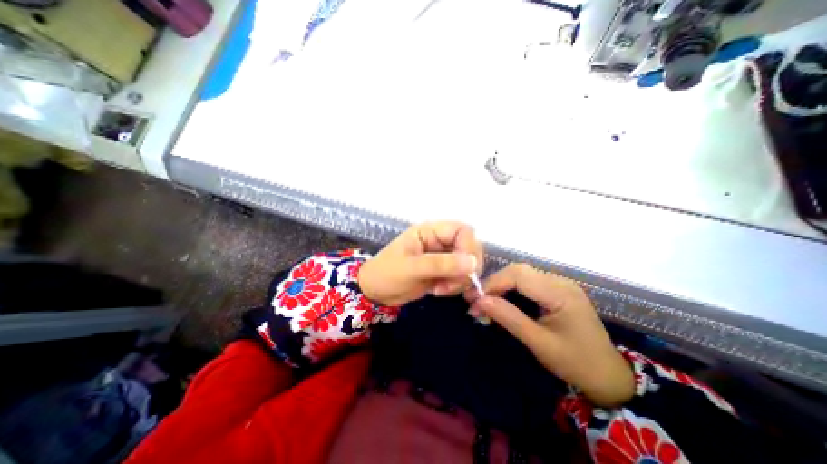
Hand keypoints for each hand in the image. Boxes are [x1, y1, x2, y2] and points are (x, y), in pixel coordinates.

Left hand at [361, 221, 484, 307]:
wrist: (374, 293)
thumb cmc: (387, 274)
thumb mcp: (411, 268)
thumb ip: (441, 264)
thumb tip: (474, 263)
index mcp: (430, 231)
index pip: (463, 231)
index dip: (469, 247)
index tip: (466, 269)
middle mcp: (439, 241)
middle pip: (469, 247)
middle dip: (466, 268)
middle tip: (451, 284)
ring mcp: (442, 257)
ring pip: (467, 264)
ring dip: (460, 280)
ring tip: (441, 290)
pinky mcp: (442, 271)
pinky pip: (459, 276)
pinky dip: (455, 286)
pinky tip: (439, 291)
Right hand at [464, 265, 634, 404]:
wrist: (608, 376)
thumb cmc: (575, 362)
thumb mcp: (539, 343)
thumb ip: (509, 318)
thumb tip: (480, 301)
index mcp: (560, 293)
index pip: (518, 275)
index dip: (493, 283)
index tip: (474, 299)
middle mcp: (560, 281)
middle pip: (518, 271)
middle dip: (494, 284)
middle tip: (476, 302)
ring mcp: (559, 284)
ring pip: (520, 275)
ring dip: (500, 286)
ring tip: (485, 303)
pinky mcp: (555, 290)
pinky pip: (527, 283)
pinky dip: (510, 290)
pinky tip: (501, 302)